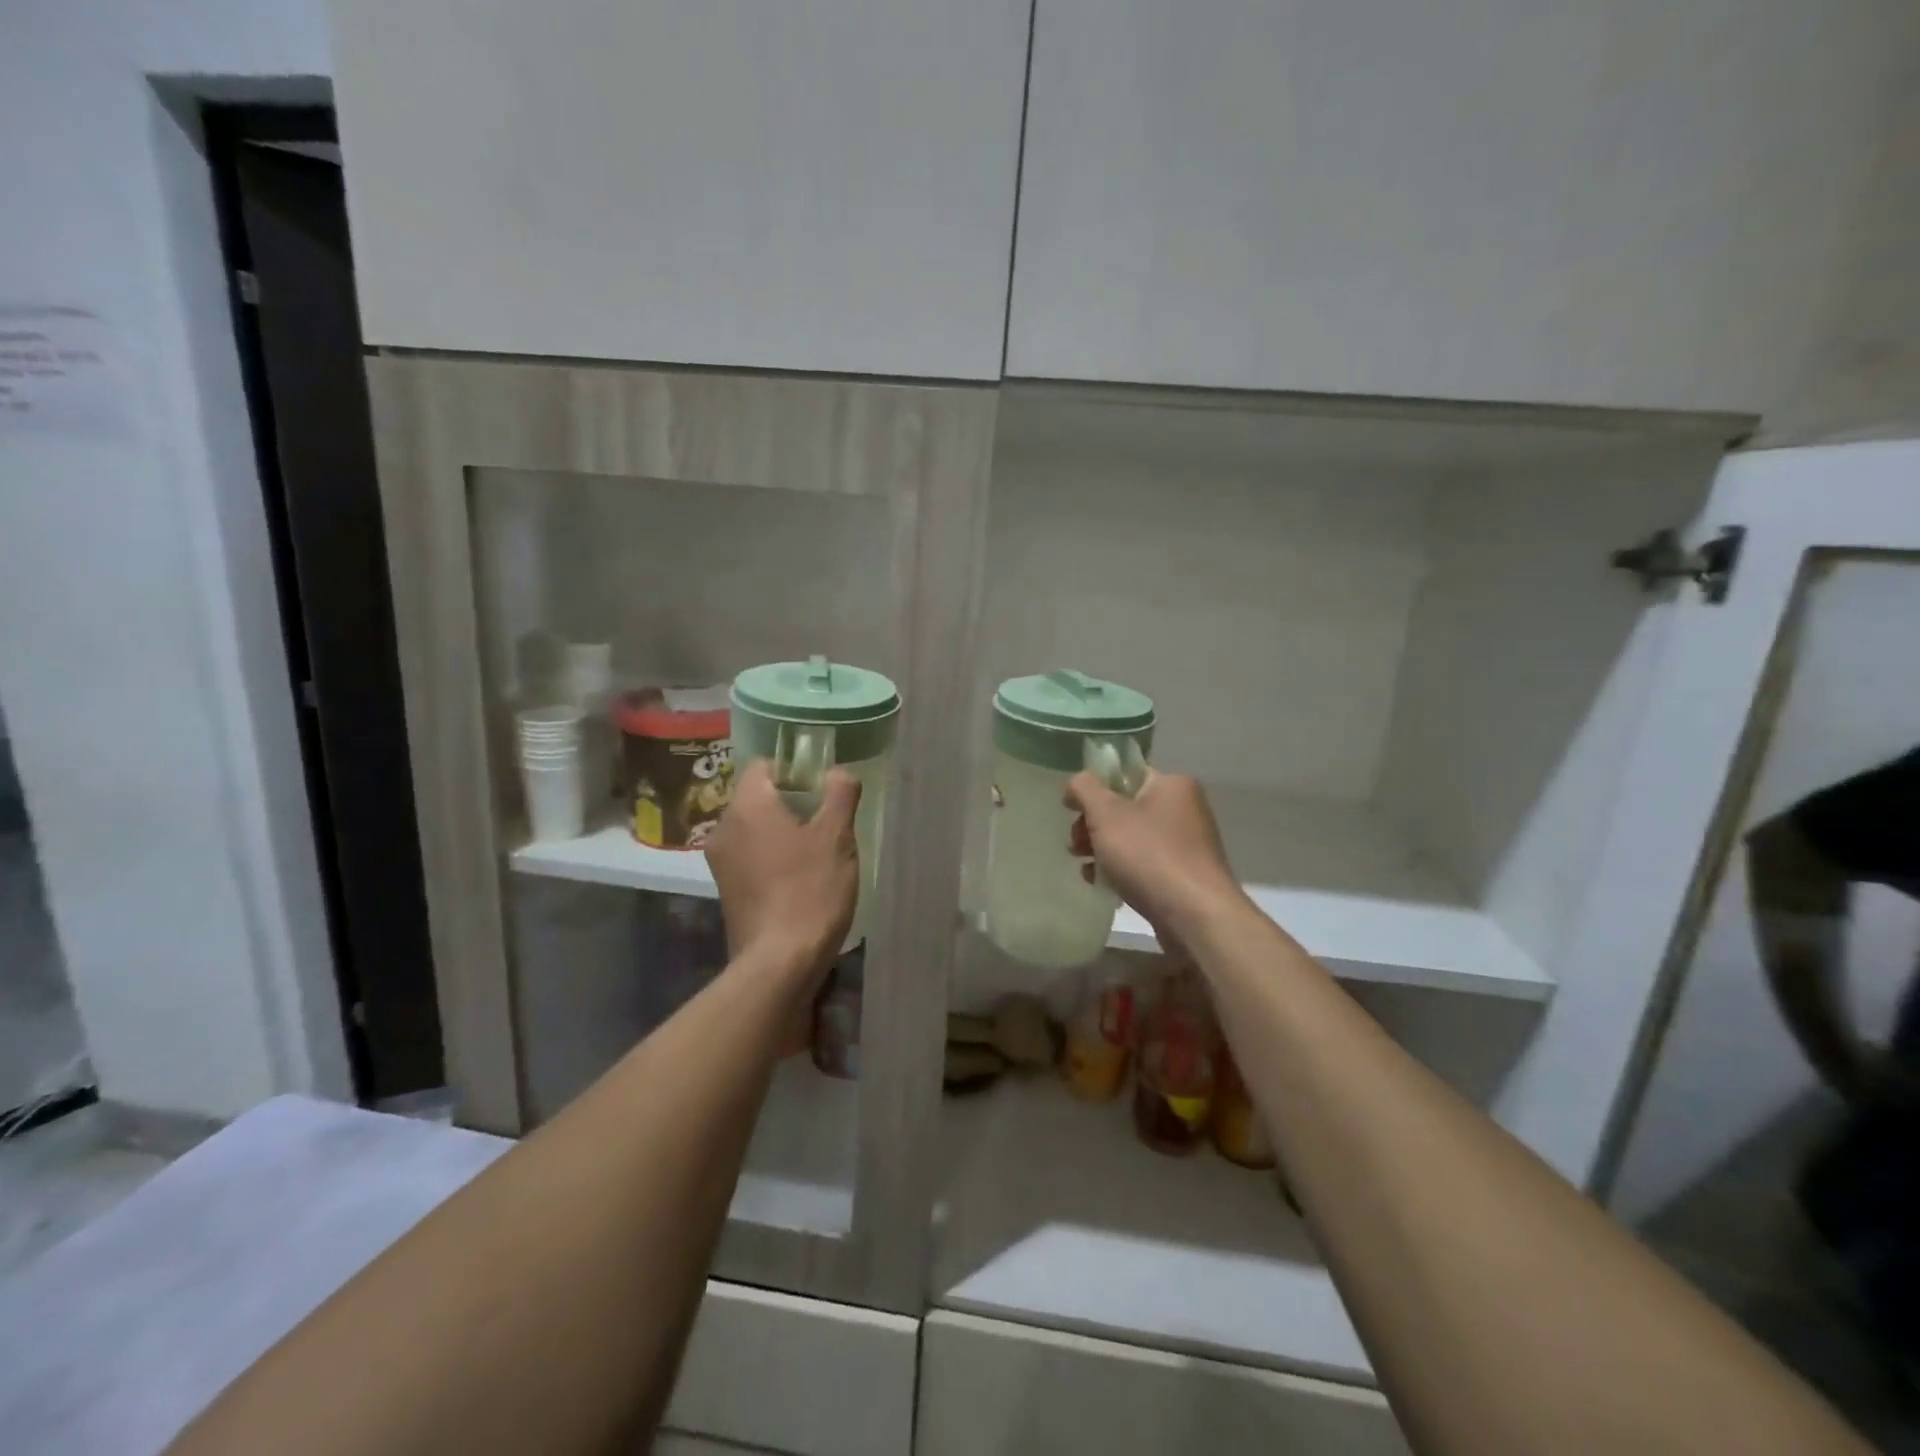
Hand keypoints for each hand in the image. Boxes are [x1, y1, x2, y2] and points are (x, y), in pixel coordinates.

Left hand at [705, 760, 860, 990]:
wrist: (779, 963)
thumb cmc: (810, 890)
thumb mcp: (837, 837)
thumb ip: (840, 793)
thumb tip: (838, 772)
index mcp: (747, 806)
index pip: (764, 765)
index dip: (795, 770)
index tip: (822, 790)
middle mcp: (724, 828)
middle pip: (758, 797)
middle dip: (792, 803)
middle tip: (827, 821)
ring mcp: (721, 862)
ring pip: (755, 829)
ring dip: (783, 833)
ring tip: (817, 853)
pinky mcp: (726, 891)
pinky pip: (751, 857)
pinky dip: (772, 858)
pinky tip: (799, 879)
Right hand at [1065, 769, 1243, 944]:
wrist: (1195, 916)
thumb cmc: (1149, 855)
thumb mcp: (1106, 814)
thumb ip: (1085, 789)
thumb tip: (1077, 784)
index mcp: (1172, 785)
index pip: (1124, 775)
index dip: (1094, 790)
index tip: (1072, 812)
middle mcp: (1184, 809)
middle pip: (1125, 808)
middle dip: (1093, 826)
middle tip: (1075, 845)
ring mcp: (1187, 845)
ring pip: (1132, 838)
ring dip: (1103, 850)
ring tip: (1085, 869)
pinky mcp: (1184, 876)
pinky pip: (1145, 864)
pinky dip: (1122, 870)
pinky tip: (1104, 886)